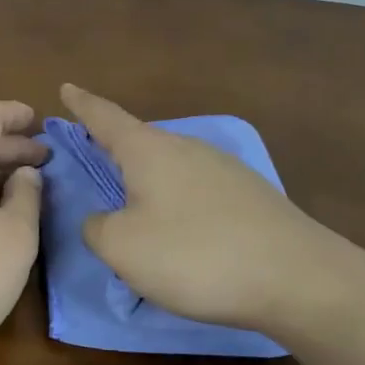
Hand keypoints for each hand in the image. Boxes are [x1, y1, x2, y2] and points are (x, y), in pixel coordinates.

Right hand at [59, 84, 364, 335]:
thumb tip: (102, 219)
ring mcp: (224, 168)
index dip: (82, 104)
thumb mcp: (123, 248)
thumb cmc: (195, 255)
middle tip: (94, 152)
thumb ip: (97, 228)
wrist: (297, 277)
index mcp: (148, 150)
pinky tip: (181, 227)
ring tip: (135, 200)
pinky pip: (196, 188)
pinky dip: (177, 199)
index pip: (105, 116)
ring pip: (171, 164)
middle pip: (140, 140)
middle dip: (114, 145)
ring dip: (148, 177)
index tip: (66, 87)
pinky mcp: (250, 195)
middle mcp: (186, 147)